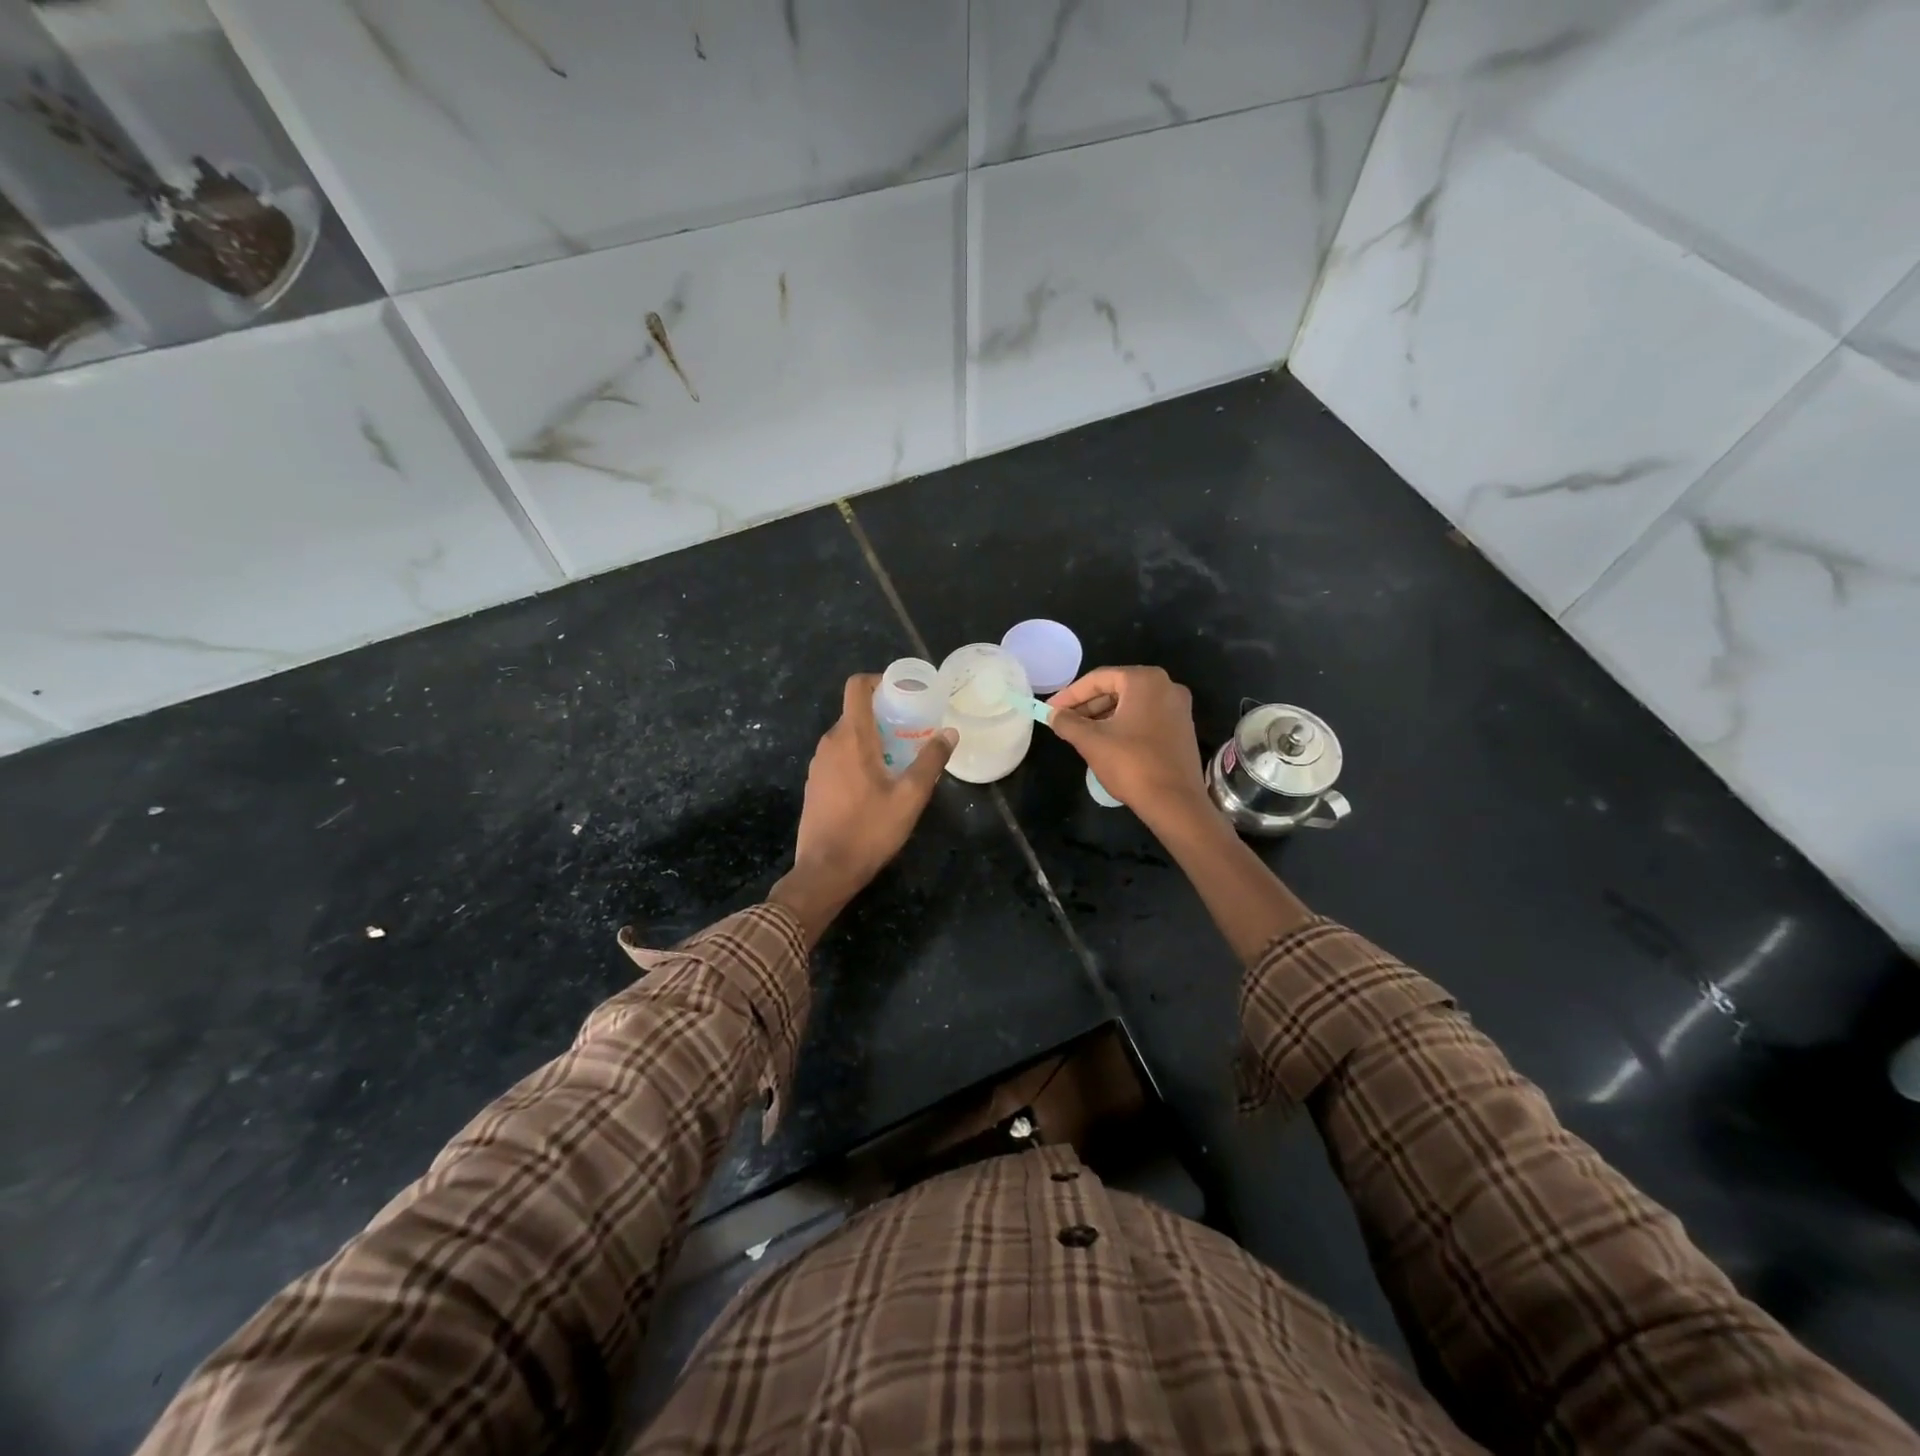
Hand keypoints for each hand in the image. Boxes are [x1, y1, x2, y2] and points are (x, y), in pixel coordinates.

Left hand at [771, 674, 956, 942]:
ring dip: (874, 738)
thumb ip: (931, 761)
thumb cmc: (870, 829)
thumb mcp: (910, 796)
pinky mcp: (815, 784)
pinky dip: (859, 756)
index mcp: (851, 737)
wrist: (826, 870)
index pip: (856, 687)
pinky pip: (839, 756)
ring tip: (901, 756)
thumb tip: (949, 733)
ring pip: (848, 736)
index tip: (904, 692)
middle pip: (855, 711)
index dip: (879, 680)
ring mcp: (818, 764)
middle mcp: (829, 743)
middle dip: (885, 714)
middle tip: (914, 729)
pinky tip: (879, 782)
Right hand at [1046, 666, 1208, 825]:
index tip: (1049, 710)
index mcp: (1145, 680)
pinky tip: (1106, 742)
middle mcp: (1166, 686)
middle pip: (1116, 689)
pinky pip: (1145, 718)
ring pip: (1130, 704)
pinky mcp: (1182, 729)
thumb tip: (1053, 714)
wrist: (1175, 803)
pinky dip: (1123, 725)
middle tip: (1063, 722)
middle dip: (1087, 706)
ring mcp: (1178, 708)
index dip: (1069, 694)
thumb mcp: (1091, 741)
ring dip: (1103, 716)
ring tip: (1080, 734)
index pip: (1098, 679)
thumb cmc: (1131, 764)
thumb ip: (1067, 722)